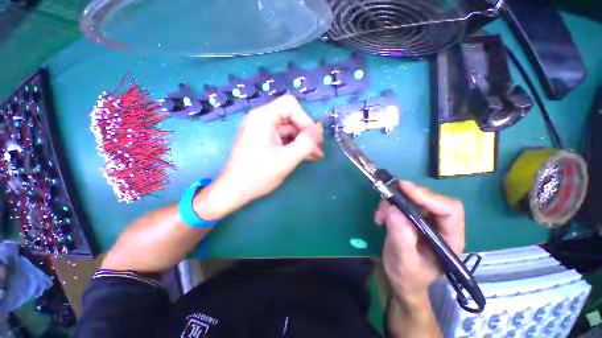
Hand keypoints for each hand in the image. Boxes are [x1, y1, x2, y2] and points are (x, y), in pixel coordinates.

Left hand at [196, 95, 323, 219]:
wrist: (235, 191)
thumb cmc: (259, 174)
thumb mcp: (288, 158)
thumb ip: (307, 142)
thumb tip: (319, 128)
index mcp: (263, 117)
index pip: (290, 105)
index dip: (305, 119)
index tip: (313, 138)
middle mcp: (261, 119)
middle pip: (290, 117)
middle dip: (306, 133)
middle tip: (318, 148)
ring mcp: (262, 130)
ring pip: (288, 130)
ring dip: (302, 141)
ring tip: (316, 155)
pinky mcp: (263, 141)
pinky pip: (282, 138)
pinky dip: (294, 146)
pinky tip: (306, 156)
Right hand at [375, 181, 464, 305]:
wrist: (402, 280)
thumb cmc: (408, 277)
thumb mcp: (405, 262)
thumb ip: (402, 238)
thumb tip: (393, 209)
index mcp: (450, 239)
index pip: (449, 210)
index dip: (428, 197)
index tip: (404, 188)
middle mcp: (441, 226)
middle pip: (431, 200)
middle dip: (408, 195)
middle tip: (388, 193)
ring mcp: (426, 221)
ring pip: (414, 199)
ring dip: (394, 201)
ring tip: (380, 214)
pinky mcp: (412, 218)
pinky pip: (402, 203)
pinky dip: (388, 205)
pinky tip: (380, 216)